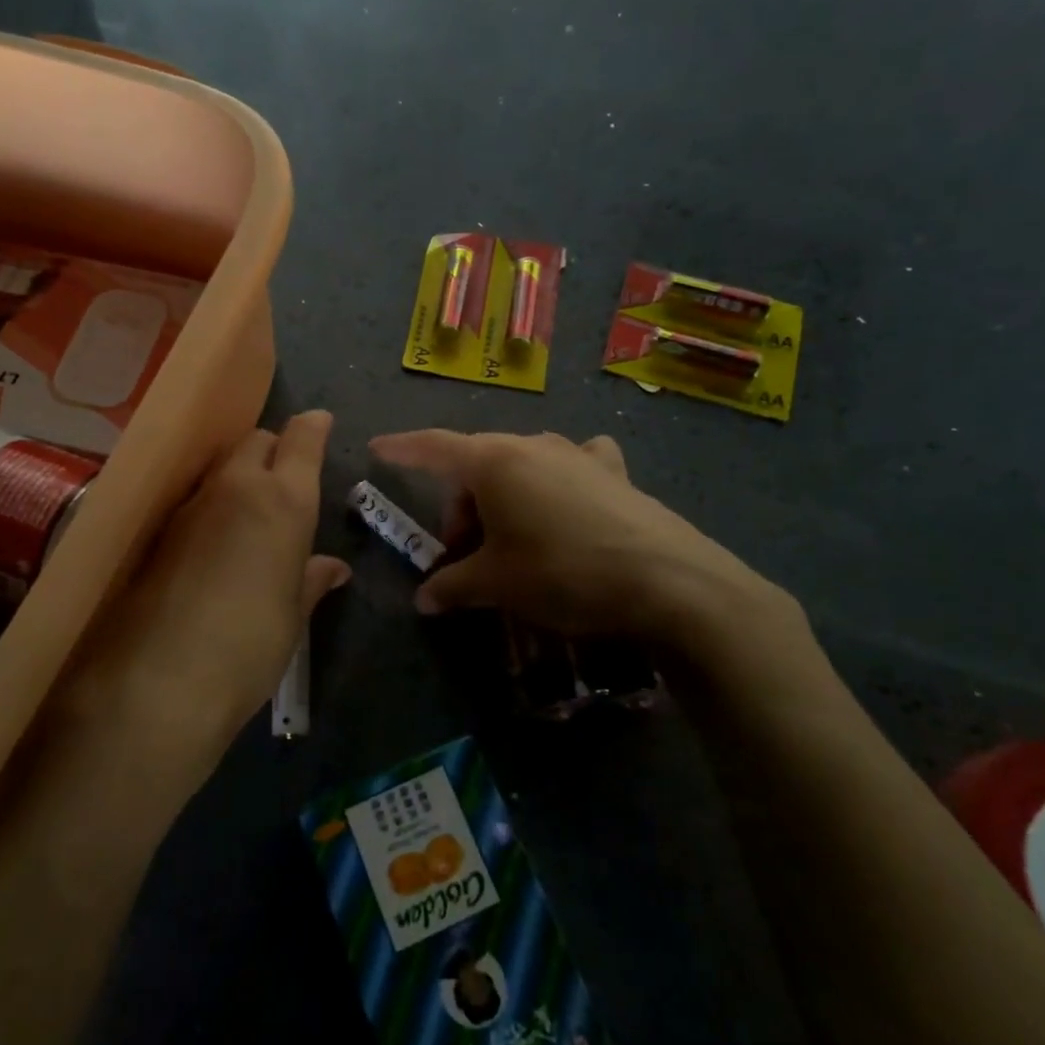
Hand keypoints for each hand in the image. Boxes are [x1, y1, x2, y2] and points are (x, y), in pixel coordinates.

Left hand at [57, 410, 349, 756]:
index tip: (320, 423)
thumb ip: (310, 581)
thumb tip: (332, 568)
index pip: (301, 439)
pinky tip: (213, 538)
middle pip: (256, 440)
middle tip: (285, 477)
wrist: (158, 683)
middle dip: (273, 448)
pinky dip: (210, 503)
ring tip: (249, 509)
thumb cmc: (250, 647)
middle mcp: (236, 487)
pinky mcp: (156, 528)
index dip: (313, 428)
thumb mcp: (291, 615)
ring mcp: (190, 505)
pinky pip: (193, 497)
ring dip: (238, 474)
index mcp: (284, 501)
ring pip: (220, 466)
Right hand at [369, 429, 807, 667]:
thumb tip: (424, 599)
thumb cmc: (563, 573)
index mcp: (495, 461)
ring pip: (521, 467)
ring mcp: (577, 454)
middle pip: (477, 466)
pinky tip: (568, 505)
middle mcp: (533, 444)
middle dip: (462, 508)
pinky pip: (571, 467)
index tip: (377, 449)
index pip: (433, 447)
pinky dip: (556, 482)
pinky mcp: (614, 471)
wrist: (668, 581)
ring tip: (512, 544)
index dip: (401, 449)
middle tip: (465, 558)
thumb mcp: (498, 585)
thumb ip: (453, 586)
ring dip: (503, 500)